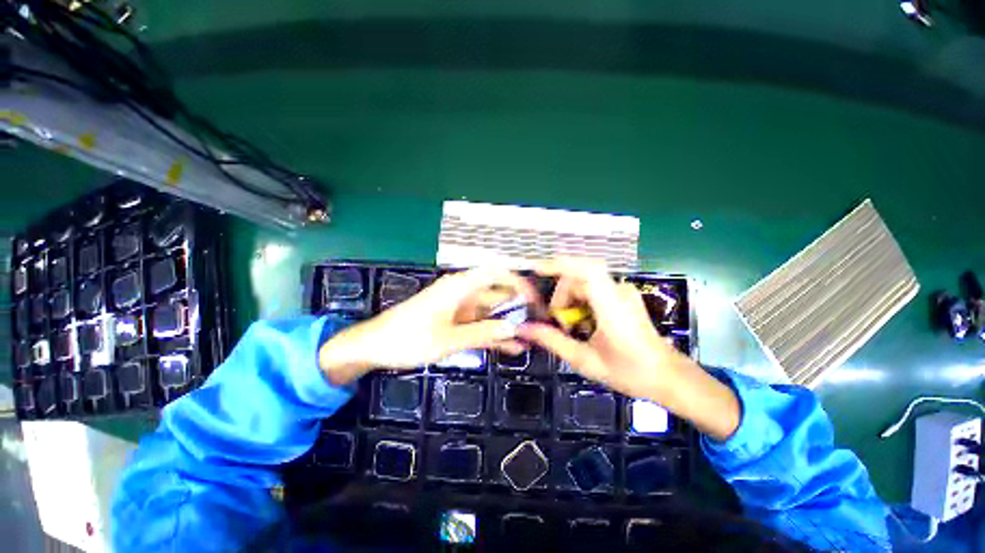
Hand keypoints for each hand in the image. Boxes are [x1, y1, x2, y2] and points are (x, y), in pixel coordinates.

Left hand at [319, 267, 534, 384]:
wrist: (375, 346)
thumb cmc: (408, 338)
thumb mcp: (447, 339)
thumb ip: (482, 333)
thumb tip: (514, 328)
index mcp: (460, 286)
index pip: (497, 273)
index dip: (519, 282)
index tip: (535, 301)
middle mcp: (464, 292)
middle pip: (498, 294)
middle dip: (519, 309)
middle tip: (539, 327)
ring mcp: (461, 308)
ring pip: (491, 312)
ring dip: (509, 325)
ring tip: (531, 341)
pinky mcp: (456, 321)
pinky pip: (481, 325)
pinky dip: (494, 334)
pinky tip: (511, 348)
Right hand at [517, 258, 683, 400]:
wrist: (667, 376)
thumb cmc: (629, 372)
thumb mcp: (585, 360)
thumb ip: (553, 341)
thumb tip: (524, 328)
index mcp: (612, 306)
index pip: (587, 270)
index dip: (560, 264)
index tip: (536, 269)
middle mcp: (618, 290)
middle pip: (579, 277)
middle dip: (561, 295)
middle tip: (556, 321)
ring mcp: (622, 291)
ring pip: (584, 282)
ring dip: (569, 299)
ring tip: (569, 325)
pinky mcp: (622, 295)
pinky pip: (593, 288)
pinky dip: (580, 301)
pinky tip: (582, 322)